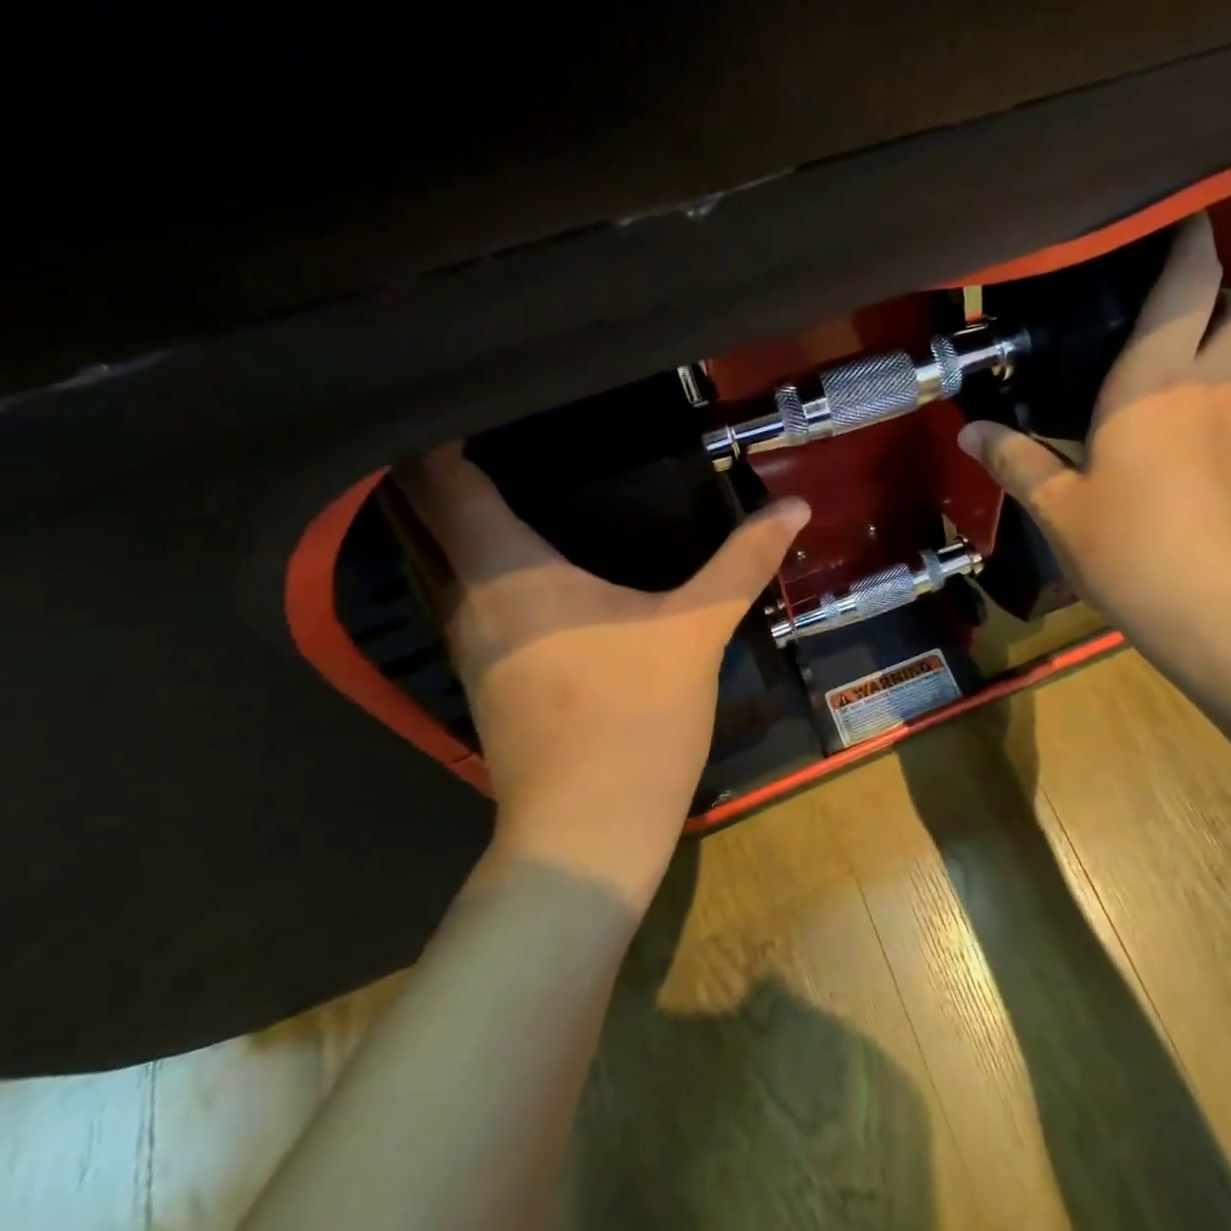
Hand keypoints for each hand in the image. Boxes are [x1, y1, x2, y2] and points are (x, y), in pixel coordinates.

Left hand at [393, 445, 808, 910]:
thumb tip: (795, 505)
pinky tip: (547, 565)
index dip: (445, 432)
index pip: (441, 480)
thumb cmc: (633, 717)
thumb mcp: (697, 630)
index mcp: (506, 570)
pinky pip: (480, 598)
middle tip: (517, 426)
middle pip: (435, 516)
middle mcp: (470, 599)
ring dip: (477, 520)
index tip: (481, 398)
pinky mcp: (491, 679)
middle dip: (460, 468)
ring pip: (454, 561)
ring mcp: (473, 645)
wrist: (588, 833)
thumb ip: (742, 562)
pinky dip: (498, 566)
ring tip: (530, 478)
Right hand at [958, 213, 1230, 652]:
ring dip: (1220, 350)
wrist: (1223, 616)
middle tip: (1164, 316)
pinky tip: (1170, 440)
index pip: (1189, 283)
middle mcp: (1206, 390)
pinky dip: (1212, 404)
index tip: (1170, 217)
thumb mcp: (1058, 508)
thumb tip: (969, 432)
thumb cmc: (1133, 549)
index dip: (1188, 239)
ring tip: (1162, 375)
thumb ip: (1015, 462)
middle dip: (1220, 294)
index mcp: (1154, 381)